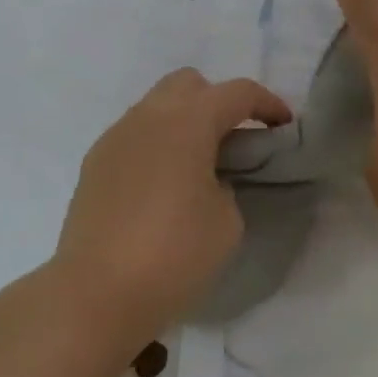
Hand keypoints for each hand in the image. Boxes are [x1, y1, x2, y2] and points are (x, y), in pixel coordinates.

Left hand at [53, 68, 291, 335]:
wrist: (96, 293)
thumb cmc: (174, 254)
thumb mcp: (227, 221)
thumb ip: (226, 185)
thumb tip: (207, 180)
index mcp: (187, 122)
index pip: (236, 92)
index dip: (267, 104)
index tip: (283, 126)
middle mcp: (147, 117)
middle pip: (189, 83)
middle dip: (217, 101)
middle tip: (235, 140)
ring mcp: (115, 138)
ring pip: (156, 106)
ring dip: (183, 122)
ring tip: (198, 164)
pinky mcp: (94, 164)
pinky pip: (134, 135)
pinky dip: (156, 144)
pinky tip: (163, 184)